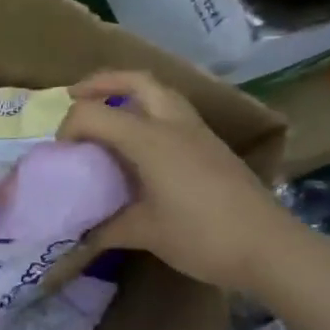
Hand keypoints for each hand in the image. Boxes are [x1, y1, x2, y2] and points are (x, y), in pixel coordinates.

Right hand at [57, 70, 299, 292]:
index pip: (94, 114)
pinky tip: (139, 144)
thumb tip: (82, 235)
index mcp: (150, 140)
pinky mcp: (212, 146)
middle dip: (101, 83)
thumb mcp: (145, 233)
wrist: (269, 247)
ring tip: (107, 114)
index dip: (69, 127)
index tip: (61, 154)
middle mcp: (173, 124)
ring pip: (159, 92)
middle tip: (76, 97)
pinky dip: (148, 113)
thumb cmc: (202, 237)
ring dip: (128, 94)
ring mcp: (198, 132)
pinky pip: (173, 113)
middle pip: (135, 81)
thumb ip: (107, 228)